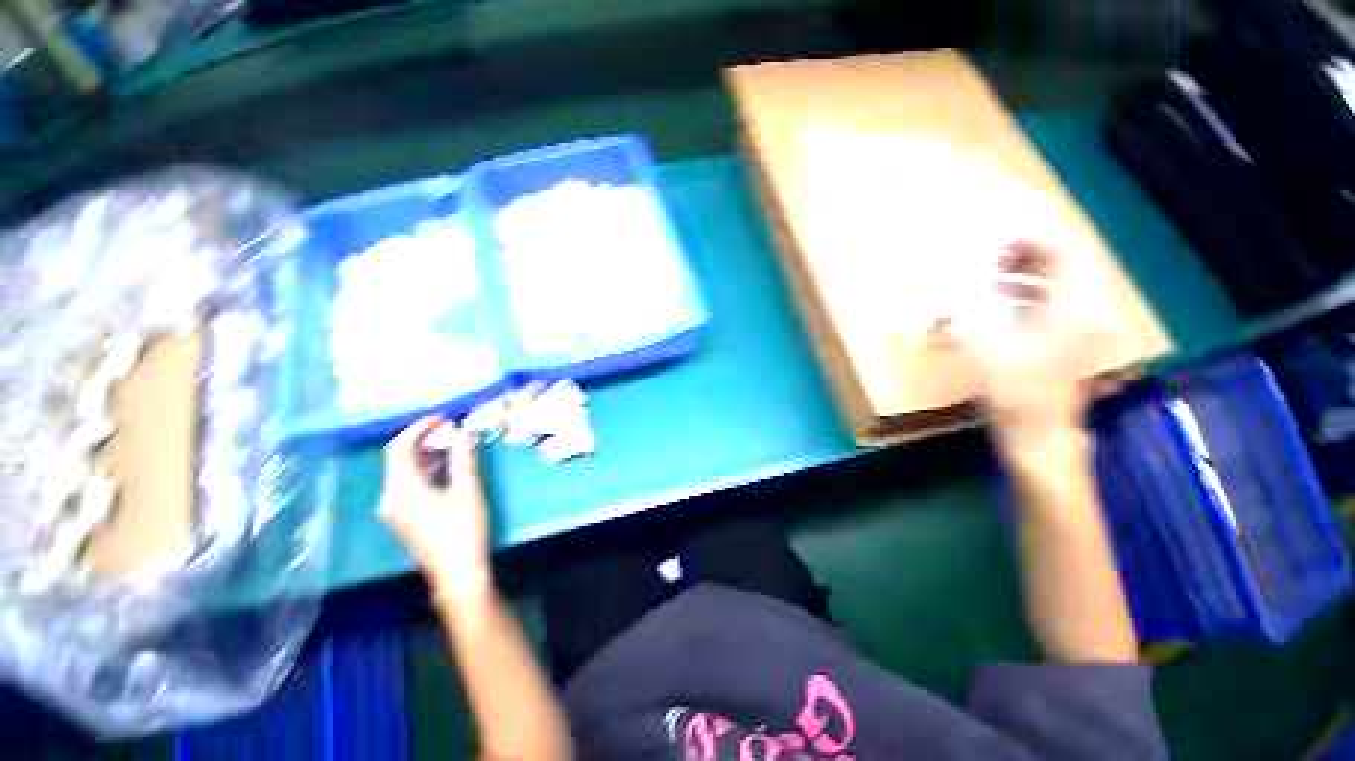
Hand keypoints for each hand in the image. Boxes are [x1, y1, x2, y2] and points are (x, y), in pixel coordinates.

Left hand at [377, 416, 492, 601]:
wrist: (458, 574)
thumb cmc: (463, 531)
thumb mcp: (468, 492)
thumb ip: (462, 460)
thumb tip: (462, 433)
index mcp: (402, 490)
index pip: (400, 448)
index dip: (420, 428)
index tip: (444, 418)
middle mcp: (389, 498)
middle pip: (398, 458)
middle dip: (423, 440)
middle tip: (451, 430)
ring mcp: (394, 510)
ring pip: (403, 471)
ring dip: (425, 455)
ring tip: (452, 445)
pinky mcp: (403, 518)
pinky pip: (407, 484)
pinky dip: (424, 470)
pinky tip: (445, 469)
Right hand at [955, 241, 1100, 455]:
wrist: (1039, 435)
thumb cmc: (1016, 395)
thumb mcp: (988, 349)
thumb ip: (973, 308)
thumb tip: (954, 277)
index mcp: (1075, 309)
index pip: (1067, 249)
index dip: (1033, 232)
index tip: (995, 228)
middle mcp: (1088, 308)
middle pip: (1070, 256)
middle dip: (1030, 244)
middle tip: (990, 244)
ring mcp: (1083, 322)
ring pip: (1064, 274)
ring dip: (1029, 263)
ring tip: (991, 264)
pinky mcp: (1072, 333)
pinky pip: (1056, 294)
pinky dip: (1029, 284)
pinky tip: (1000, 291)